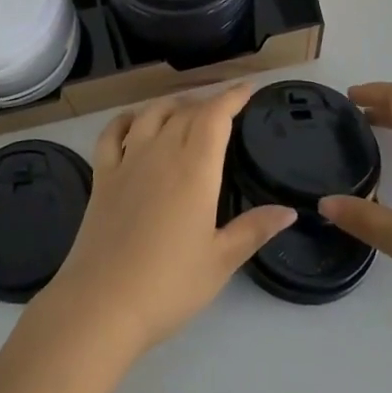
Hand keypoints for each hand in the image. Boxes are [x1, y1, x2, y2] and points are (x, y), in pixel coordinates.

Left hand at [38, 84, 295, 356]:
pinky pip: (112, 134)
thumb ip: (254, 229)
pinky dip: (125, 119)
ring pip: (150, 114)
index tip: (247, 89)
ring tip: (185, 109)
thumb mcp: (221, 261)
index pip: (215, 117)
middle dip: (207, 103)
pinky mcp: (101, 176)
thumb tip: (289, 211)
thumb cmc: (169, 284)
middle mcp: (160, 153)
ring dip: (171, 105)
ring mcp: (127, 162)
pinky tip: (133, 121)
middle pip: (185, 113)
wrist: (101, 303)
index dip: (231, 97)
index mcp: (194, 169)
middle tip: (224, 108)